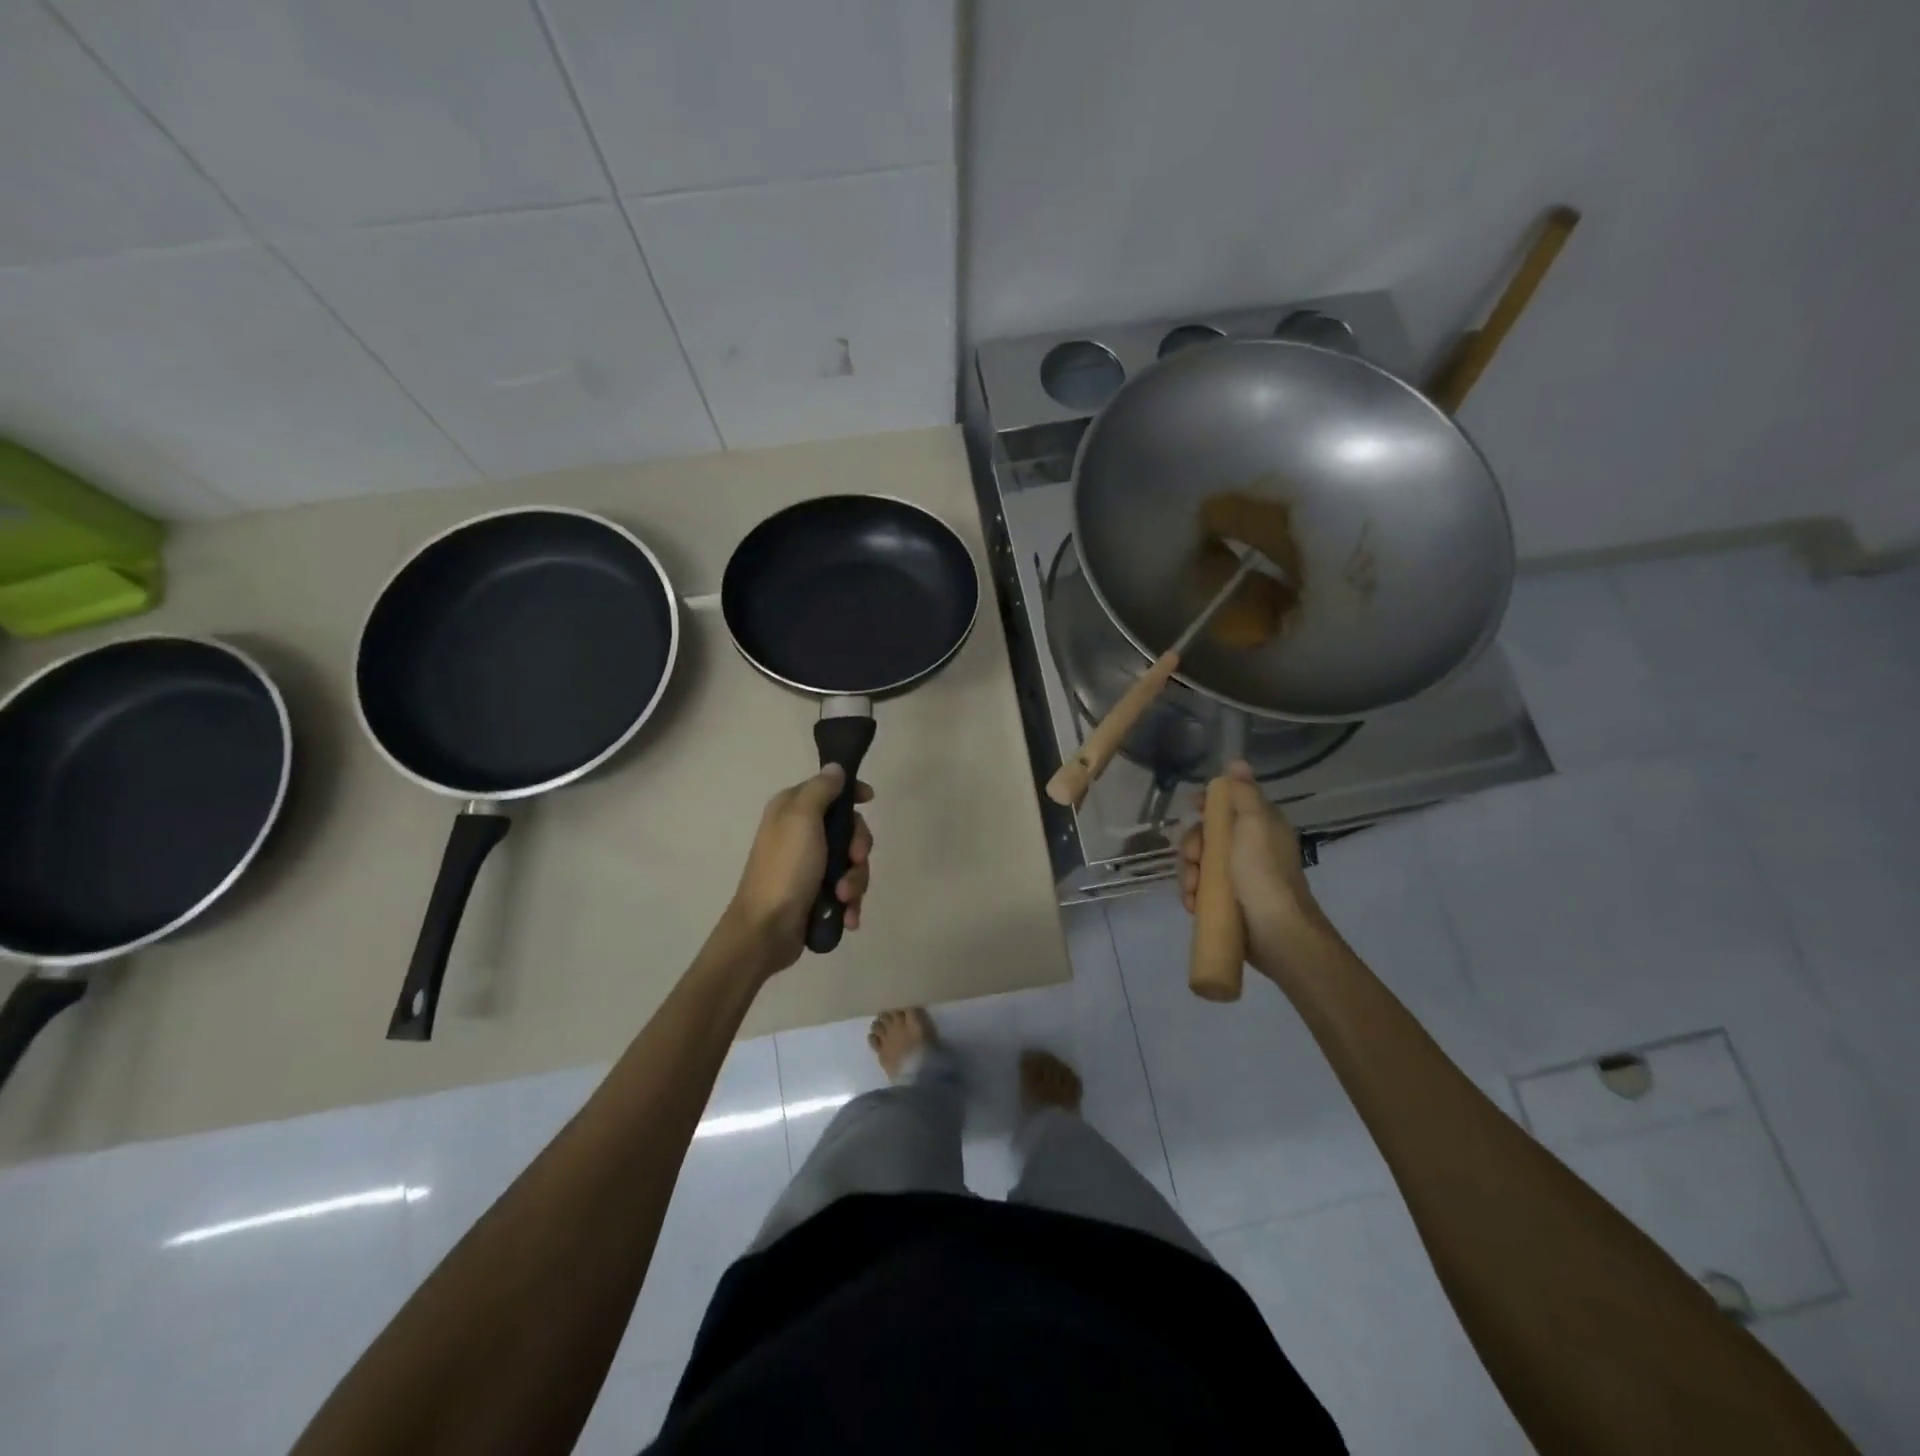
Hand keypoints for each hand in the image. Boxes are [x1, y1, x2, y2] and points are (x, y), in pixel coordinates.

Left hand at [725, 766, 873, 974]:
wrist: (766, 930)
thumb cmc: (785, 869)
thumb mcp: (802, 818)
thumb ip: (821, 789)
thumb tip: (835, 768)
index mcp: (791, 809)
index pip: (829, 788)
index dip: (852, 793)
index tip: (870, 799)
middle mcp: (800, 833)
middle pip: (848, 828)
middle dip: (858, 847)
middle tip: (853, 860)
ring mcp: (809, 865)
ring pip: (851, 862)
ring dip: (855, 880)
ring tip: (843, 897)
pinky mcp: (817, 893)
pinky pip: (847, 889)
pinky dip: (851, 902)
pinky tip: (847, 916)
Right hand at [1178, 761, 1320, 975]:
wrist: (1276, 933)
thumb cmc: (1263, 873)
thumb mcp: (1254, 824)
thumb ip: (1243, 793)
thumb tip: (1236, 761)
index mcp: (1260, 826)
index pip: (1228, 804)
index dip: (1207, 805)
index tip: (1192, 809)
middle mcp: (1249, 848)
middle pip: (1207, 835)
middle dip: (1193, 846)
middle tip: (1195, 859)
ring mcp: (1237, 877)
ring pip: (1199, 864)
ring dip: (1190, 874)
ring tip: (1194, 890)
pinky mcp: (1227, 901)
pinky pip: (1200, 889)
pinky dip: (1194, 894)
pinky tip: (1194, 903)